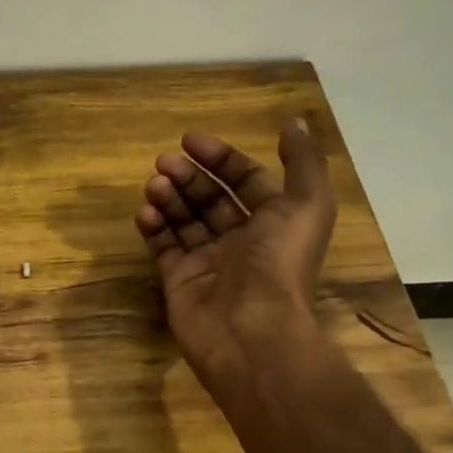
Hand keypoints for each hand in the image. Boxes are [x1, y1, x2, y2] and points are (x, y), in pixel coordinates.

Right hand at [135, 120, 337, 395]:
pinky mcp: (179, 281)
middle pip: (210, 198)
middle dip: (188, 176)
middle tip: (164, 162)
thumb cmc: (279, 262)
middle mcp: (241, 241)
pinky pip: (163, 247)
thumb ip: (303, 161)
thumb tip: (294, 122)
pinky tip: (145, 212)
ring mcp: (208, 262)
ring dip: (168, 197)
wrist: (250, 330)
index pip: (244, 181)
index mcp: (273, 222)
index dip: (220, 158)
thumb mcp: (307, 204)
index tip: (190, 141)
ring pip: (184, 219)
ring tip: (154, 185)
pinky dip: (153, 227)